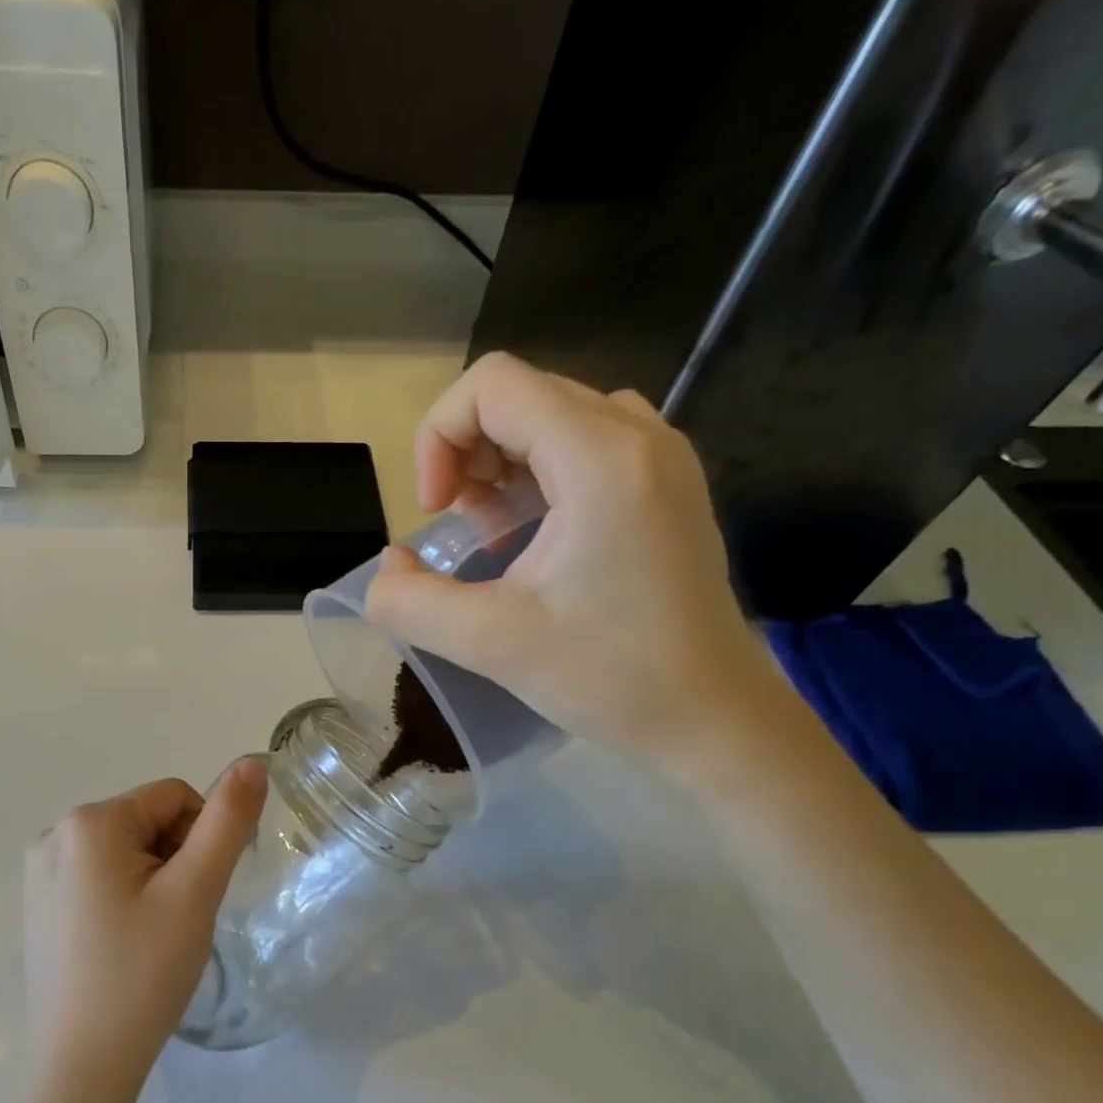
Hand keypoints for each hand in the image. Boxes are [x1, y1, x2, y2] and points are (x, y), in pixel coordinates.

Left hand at [23, 761, 267, 1102]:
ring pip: (127, 849)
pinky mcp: (40, 904)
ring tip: (153, 935)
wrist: (83, 1069)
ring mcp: (40, 871)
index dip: (202, 839)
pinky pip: (100, 875)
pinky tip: (127, 942)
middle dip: (175, 859)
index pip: (174, 797)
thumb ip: (227, 821)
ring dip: (154, 878)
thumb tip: (251, 761)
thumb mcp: (195, 892)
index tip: (199, 893)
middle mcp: (54, 834)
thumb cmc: (143, 974)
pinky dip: (127, 896)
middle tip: (177, 919)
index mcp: (89, 822)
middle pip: (147, 820)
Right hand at [365, 352, 777, 770]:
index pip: (493, 384)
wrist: (713, 718)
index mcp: (600, 458)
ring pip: (552, 417)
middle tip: (459, 528)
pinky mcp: (666, 486)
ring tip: (492, 534)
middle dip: (466, 453)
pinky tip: (533, 536)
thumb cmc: (610, 677)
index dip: (439, 436)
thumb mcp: (489, 643)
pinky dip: (539, 474)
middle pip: (521, 395)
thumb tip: (389, 569)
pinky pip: (585, 444)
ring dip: (500, 464)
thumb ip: (409, 601)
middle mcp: (639, 435)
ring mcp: (660, 457)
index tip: (436, 512)